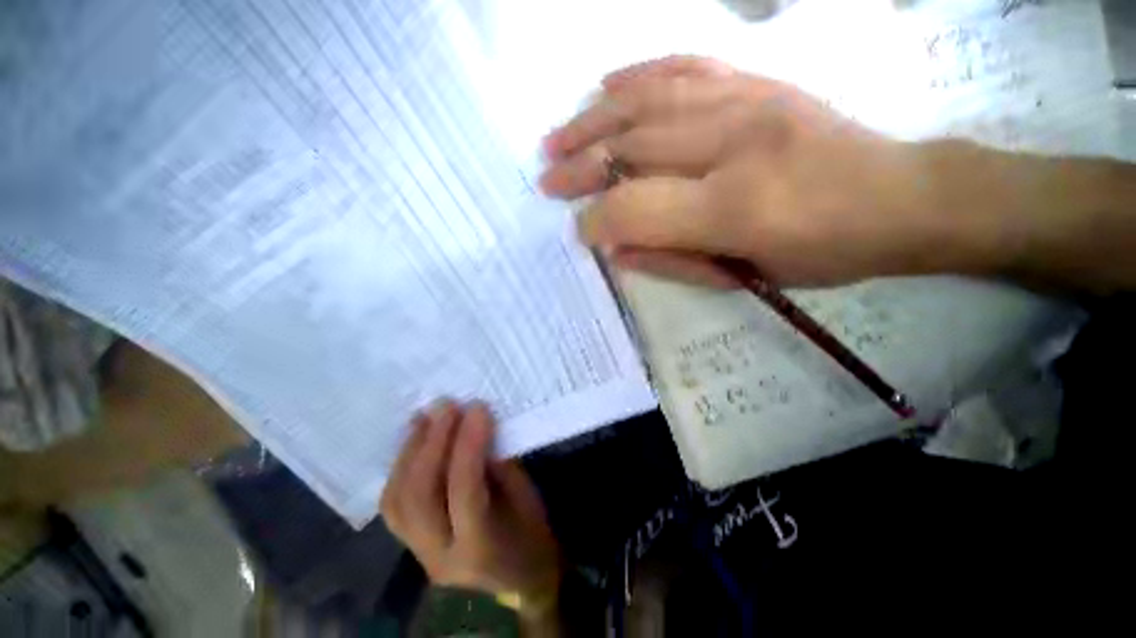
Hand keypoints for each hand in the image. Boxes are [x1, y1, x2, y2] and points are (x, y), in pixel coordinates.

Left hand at [381, 400, 562, 610]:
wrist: (519, 582)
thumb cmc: (531, 536)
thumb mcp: (526, 498)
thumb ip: (497, 465)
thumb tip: (474, 429)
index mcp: (480, 548)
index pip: (463, 489)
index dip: (468, 443)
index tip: (476, 408)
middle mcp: (441, 556)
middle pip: (420, 496)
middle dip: (432, 443)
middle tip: (445, 406)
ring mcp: (419, 554)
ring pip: (398, 501)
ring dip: (410, 451)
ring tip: (424, 417)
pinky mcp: (411, 545)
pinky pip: (395, 504)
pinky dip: (401, 467)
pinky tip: (413, 440)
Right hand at [539, 56, 954, 287]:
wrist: (899, 197)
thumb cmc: (823, 252)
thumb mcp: (743, 276)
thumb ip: (672, 263)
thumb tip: (616, 250)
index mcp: (734, 207)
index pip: (638, 207)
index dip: (598, 220)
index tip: (578, 230)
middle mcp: (734, 144)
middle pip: (634, 148)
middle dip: (581, 167)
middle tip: (546, 178)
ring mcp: (746, 102)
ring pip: (648, 101)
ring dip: (593, 120)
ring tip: (557, 135)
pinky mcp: (757, 82)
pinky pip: (686, 67)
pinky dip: (639, 74)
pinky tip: (606, 83)